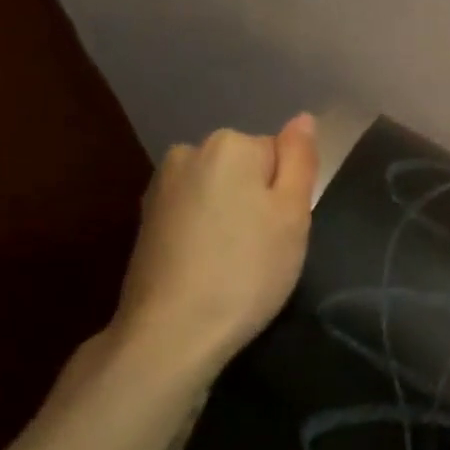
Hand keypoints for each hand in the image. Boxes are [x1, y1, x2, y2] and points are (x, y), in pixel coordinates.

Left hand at [109, 115, 317, 371]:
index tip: (283, 231)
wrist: (172, 331)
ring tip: (236, 262)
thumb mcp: (293, 215)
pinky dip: (207, 232)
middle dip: (259, 201)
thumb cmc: (248, 270)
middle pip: (247, 169)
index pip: (280, 154)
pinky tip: (208, 266)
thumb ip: (300, 161)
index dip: (288, 194)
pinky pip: (196, 213)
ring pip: (221, 191)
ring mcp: (162, 186)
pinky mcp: (146, 219)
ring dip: (233, 217)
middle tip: (266, 248)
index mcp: (231, 145)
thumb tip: (303, 118)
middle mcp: (189, 152)